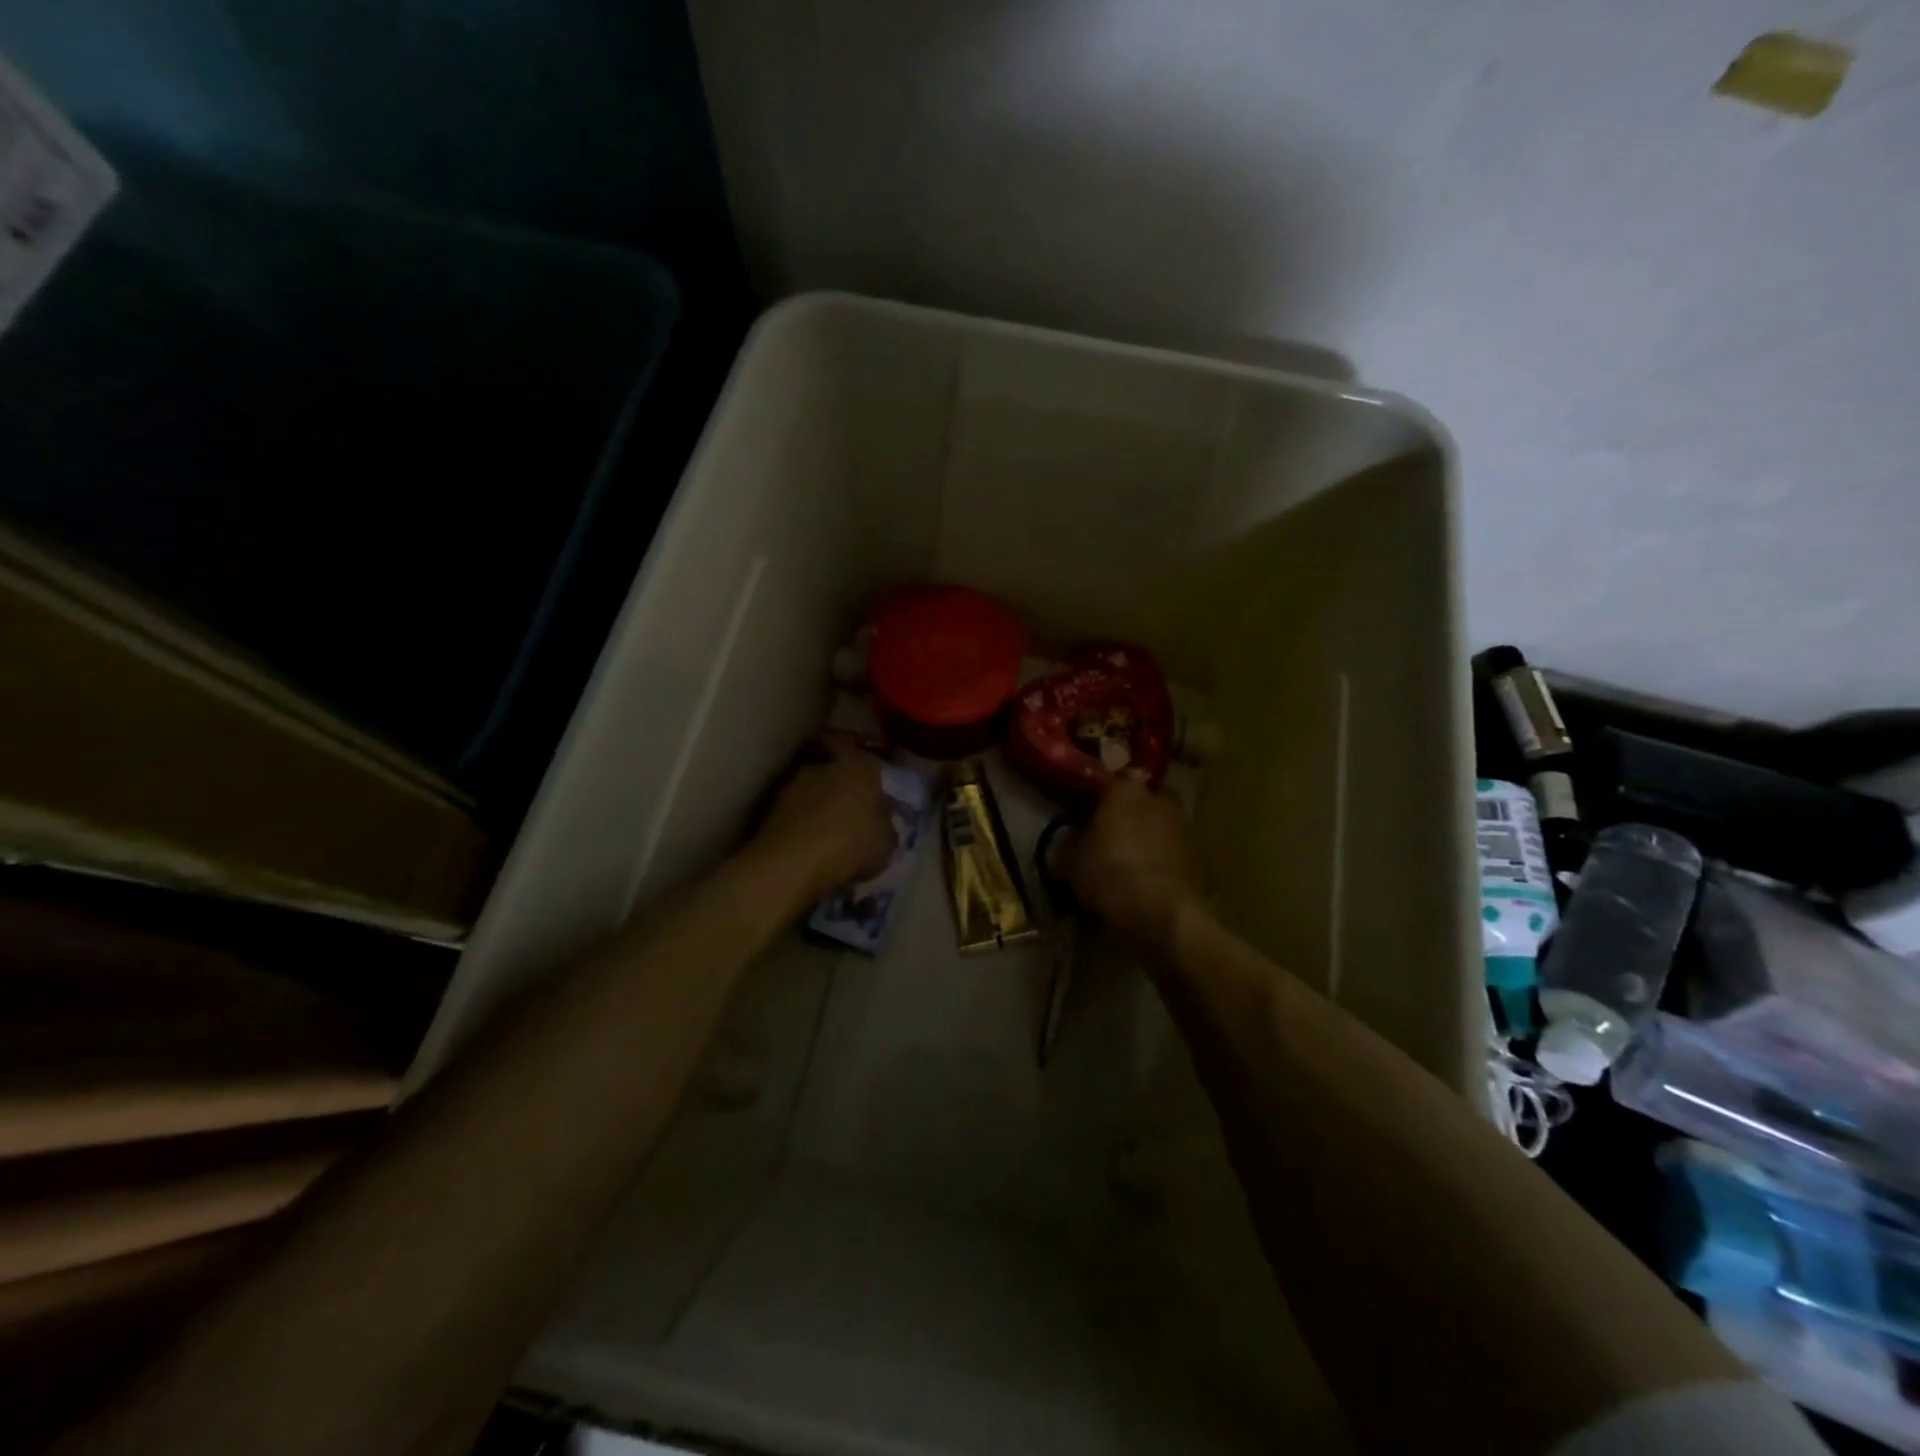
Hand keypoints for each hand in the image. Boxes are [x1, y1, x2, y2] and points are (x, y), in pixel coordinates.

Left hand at [749, 736, 896, 906]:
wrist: (790, 864)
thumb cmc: (850, 845)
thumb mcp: (886, 841)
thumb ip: (884, 822)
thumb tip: (877, 817)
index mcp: (857, 767)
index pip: (856, 748)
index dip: (859, 759)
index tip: (865, 775)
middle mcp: (822, 767)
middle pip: (830, 766)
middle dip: (838, 782)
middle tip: (848, 804)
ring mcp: (791, 785)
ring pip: (810, 788)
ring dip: (817, 802)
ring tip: (826, 828)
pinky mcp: (769, 809)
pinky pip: (794, 811)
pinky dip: (800, 821)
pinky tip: (808, 842)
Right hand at [1064, 777, 1204, 951]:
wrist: (1160, 911)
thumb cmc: (1108, 874)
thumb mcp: (1071, 861)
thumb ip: (1071, 843)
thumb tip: (1073, 841)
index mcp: (1125, 790)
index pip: (1109, 783)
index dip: (1097, 801)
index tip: (1087, 818)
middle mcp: (1159, 799)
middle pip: (1140, 803)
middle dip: (1128, 818)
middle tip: (1111, 841)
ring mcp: (1185, 827)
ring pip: (1160, 828)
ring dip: (1149, 840)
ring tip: (1132, 867)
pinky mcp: (1202, 856)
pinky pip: (1175, 854)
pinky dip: (1165, 863)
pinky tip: (1150, 885)